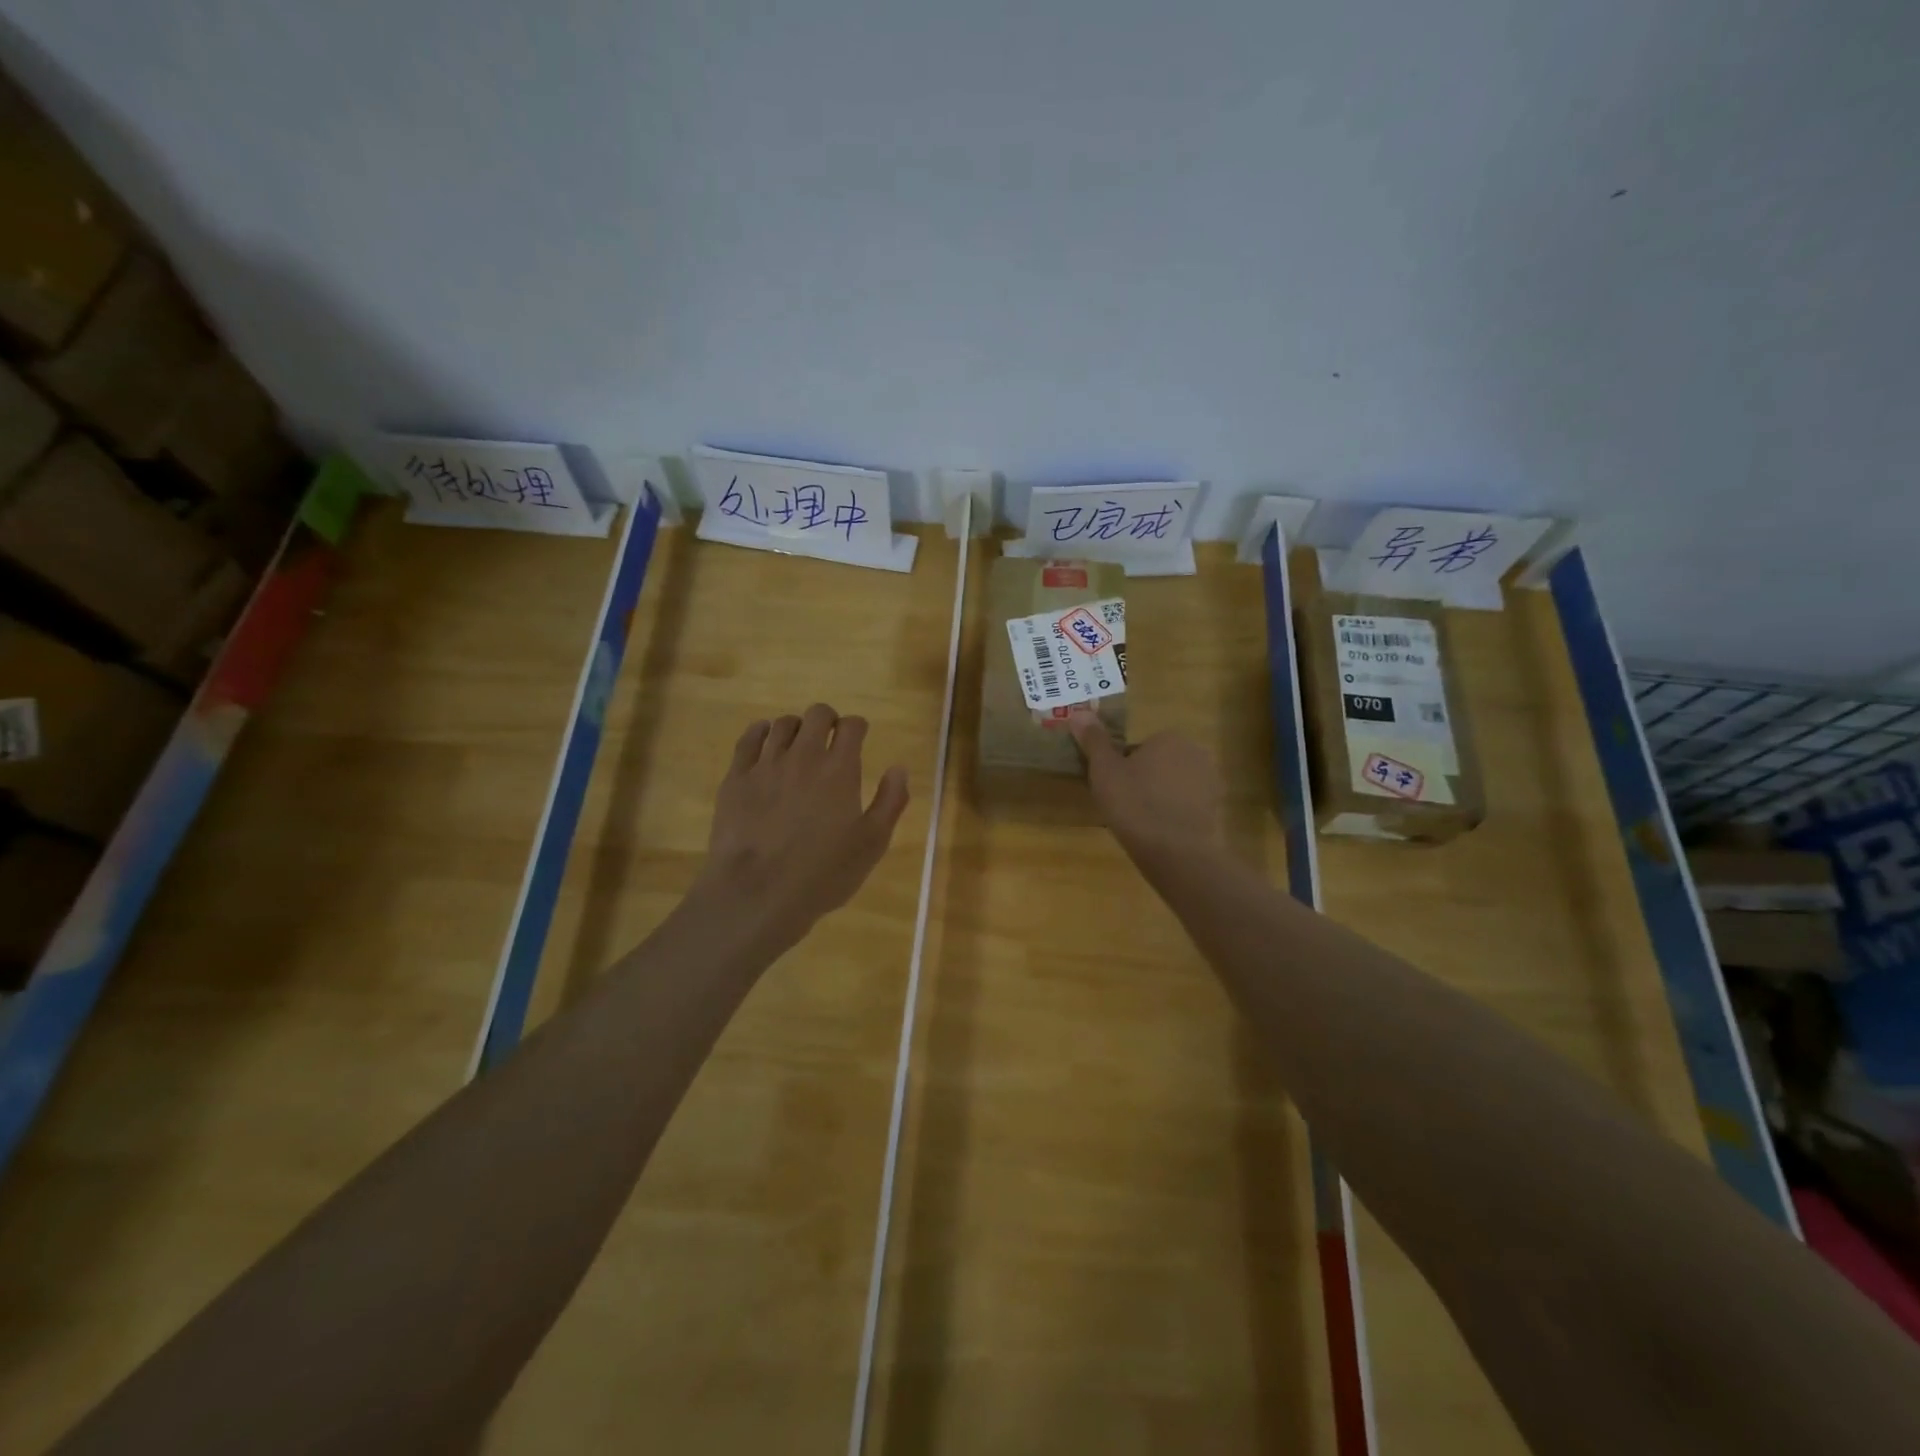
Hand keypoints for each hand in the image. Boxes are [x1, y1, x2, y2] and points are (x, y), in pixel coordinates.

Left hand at [694, 704, 909, 949]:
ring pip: (782, 724)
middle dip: (828, 720)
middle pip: (817, 714)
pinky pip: (748, 739)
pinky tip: (765, 742)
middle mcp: (804, 756)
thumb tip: (899, 769)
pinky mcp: (736, 778)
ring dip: (796, 728)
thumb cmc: (822, 874)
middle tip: (830, 739)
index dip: (858, 727)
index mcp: (840, 770)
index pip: (852, 726)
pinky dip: (761, 732)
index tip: (858, 738)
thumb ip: (890, 802)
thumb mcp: (871, 845)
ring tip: (798, 746)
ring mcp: (766, 764)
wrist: (756, 893)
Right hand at [1068, 708, 1223, 863]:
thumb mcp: (1104, 770)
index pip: (1138, 748)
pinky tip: (1161, 834)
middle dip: (1144, 781)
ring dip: (1160, 798)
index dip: (1122, 768)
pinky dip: (1175, 816)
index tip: (1112, 788)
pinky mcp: (1217, 810)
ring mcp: (1211, 782)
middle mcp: (1196, 753)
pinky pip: (1188, 807)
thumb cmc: (1135, 804)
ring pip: (1174, 786)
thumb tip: (1078, 712)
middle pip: (1159, 764)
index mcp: (1169, 738)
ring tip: (1141, 824)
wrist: (1177, 852)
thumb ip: (1093, 740)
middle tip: (1124, 806)